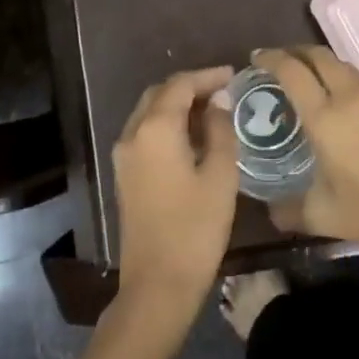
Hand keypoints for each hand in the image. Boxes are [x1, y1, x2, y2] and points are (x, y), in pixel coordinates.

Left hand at [112, 66, 238, 313]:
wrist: (158, 283)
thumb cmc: (196, 228)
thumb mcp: (219, 174)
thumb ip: (220, 130)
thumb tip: (219, 101)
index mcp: (155, 129)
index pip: (181, 85)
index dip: (208, 76)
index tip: (235, 75)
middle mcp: (132, 135)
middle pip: (160, 94)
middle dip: (191, 87)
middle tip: (225, 90)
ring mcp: (124, 156)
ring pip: (149, 113)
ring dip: (178, 105)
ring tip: (213, 110)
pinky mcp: (125, 175)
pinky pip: (145, 133)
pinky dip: (168, 124)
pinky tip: (194, 136)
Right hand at [253, 47, 358, 257]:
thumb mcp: (318, 215)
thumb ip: (286, 208)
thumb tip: (269, 209)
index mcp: (325, 117)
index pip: (291, 70)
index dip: (270, 59)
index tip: (257, 58)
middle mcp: (352, 96)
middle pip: (319, 55)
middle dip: (295, 52)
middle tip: (281, 63)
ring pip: (346, 67)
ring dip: (324, 67)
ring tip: (313, 83)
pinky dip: (350, 87)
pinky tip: (351, 111)